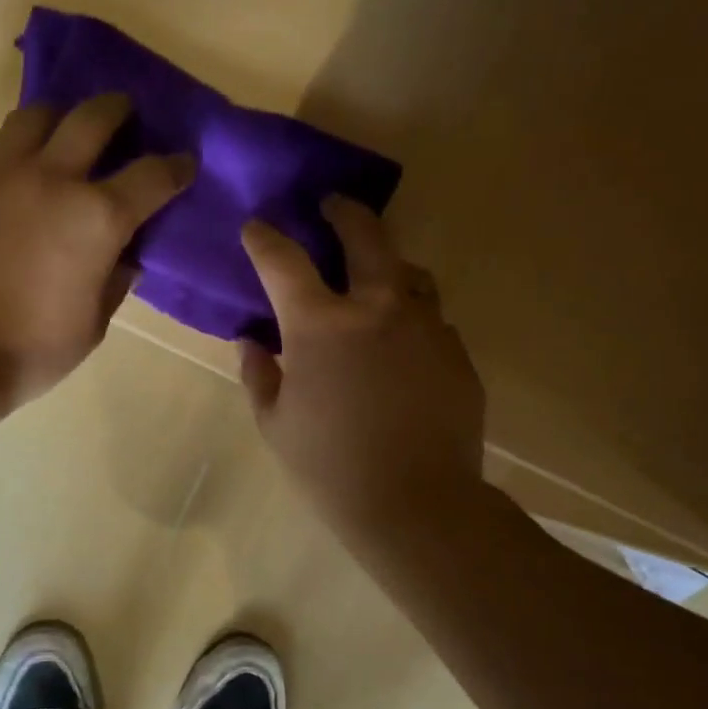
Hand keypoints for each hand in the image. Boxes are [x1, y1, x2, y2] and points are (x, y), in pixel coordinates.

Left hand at [0, 95, 193, 414]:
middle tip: (122, 116)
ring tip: (53, 135)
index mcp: (96, 218)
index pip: (152, 176)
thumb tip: (125, 257)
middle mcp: (50, 180)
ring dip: (51, 121)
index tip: (183, 164)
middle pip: (93, 118)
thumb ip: (114, 282)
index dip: (175, 167)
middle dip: (117, 110)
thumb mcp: (93, 326)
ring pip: (29, 118)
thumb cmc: (33, 350)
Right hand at [239, 198, 486, 536]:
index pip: (284, 260)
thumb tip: (251, 341)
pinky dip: (408, 317)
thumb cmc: (328, 466)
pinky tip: (399, 345)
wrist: (415, 503)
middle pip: (365, 235)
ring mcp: (426, 325)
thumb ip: (258, 372)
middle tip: (332, 205)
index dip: (264, 239)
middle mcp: (377, 308)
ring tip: (372, 275)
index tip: (255, 228)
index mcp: (321, 325)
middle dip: (343, 213)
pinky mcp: (456, 351)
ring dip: (385, 263)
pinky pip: (430, 318)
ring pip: (408, 271)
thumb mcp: (274, 422)